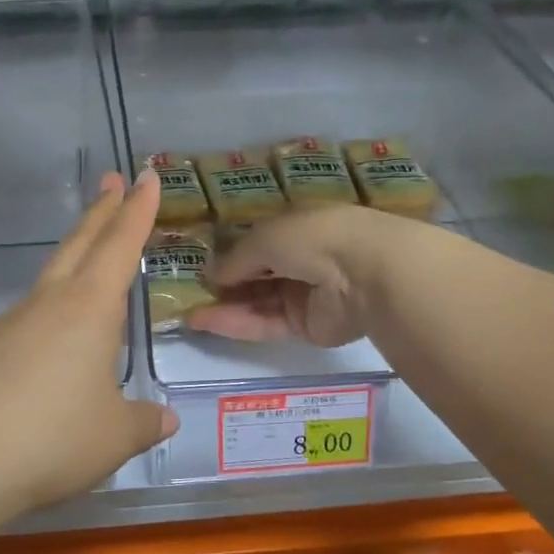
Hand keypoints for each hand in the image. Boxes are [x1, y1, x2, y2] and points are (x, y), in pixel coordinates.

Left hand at [0, 170, 178, 519]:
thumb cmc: (52, 439)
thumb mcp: (114, 437)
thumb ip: (143, 422)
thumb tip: (165, 419)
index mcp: (88, 310)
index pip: (120, 247)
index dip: (137, 211)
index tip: (145, 176)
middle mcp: (45, 306)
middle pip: (78, 245)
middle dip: (100, 212)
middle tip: (112, 180)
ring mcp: (5, 327)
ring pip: (47, 284)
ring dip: (72, 264)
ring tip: (90, 276)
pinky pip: (22, 326)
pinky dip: (44, 323)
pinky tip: (47, 357)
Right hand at [188, 205, 396, 347]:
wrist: (364, 273)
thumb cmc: (313, 238)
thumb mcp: (264, 238)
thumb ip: (235, 258)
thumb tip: (209, 274)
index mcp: (296, 228)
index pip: (258, 242)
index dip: (231, 254)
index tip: (201, 265)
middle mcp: (300, 259)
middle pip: (256, 275)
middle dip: (224, 284)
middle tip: (188, 293)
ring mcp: (303, 294)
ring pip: (257, 302)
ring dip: (224, 306)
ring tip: (189, 312)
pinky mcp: (304, 326)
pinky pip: (264, 323)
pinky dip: (236, 323)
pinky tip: (204, 321)